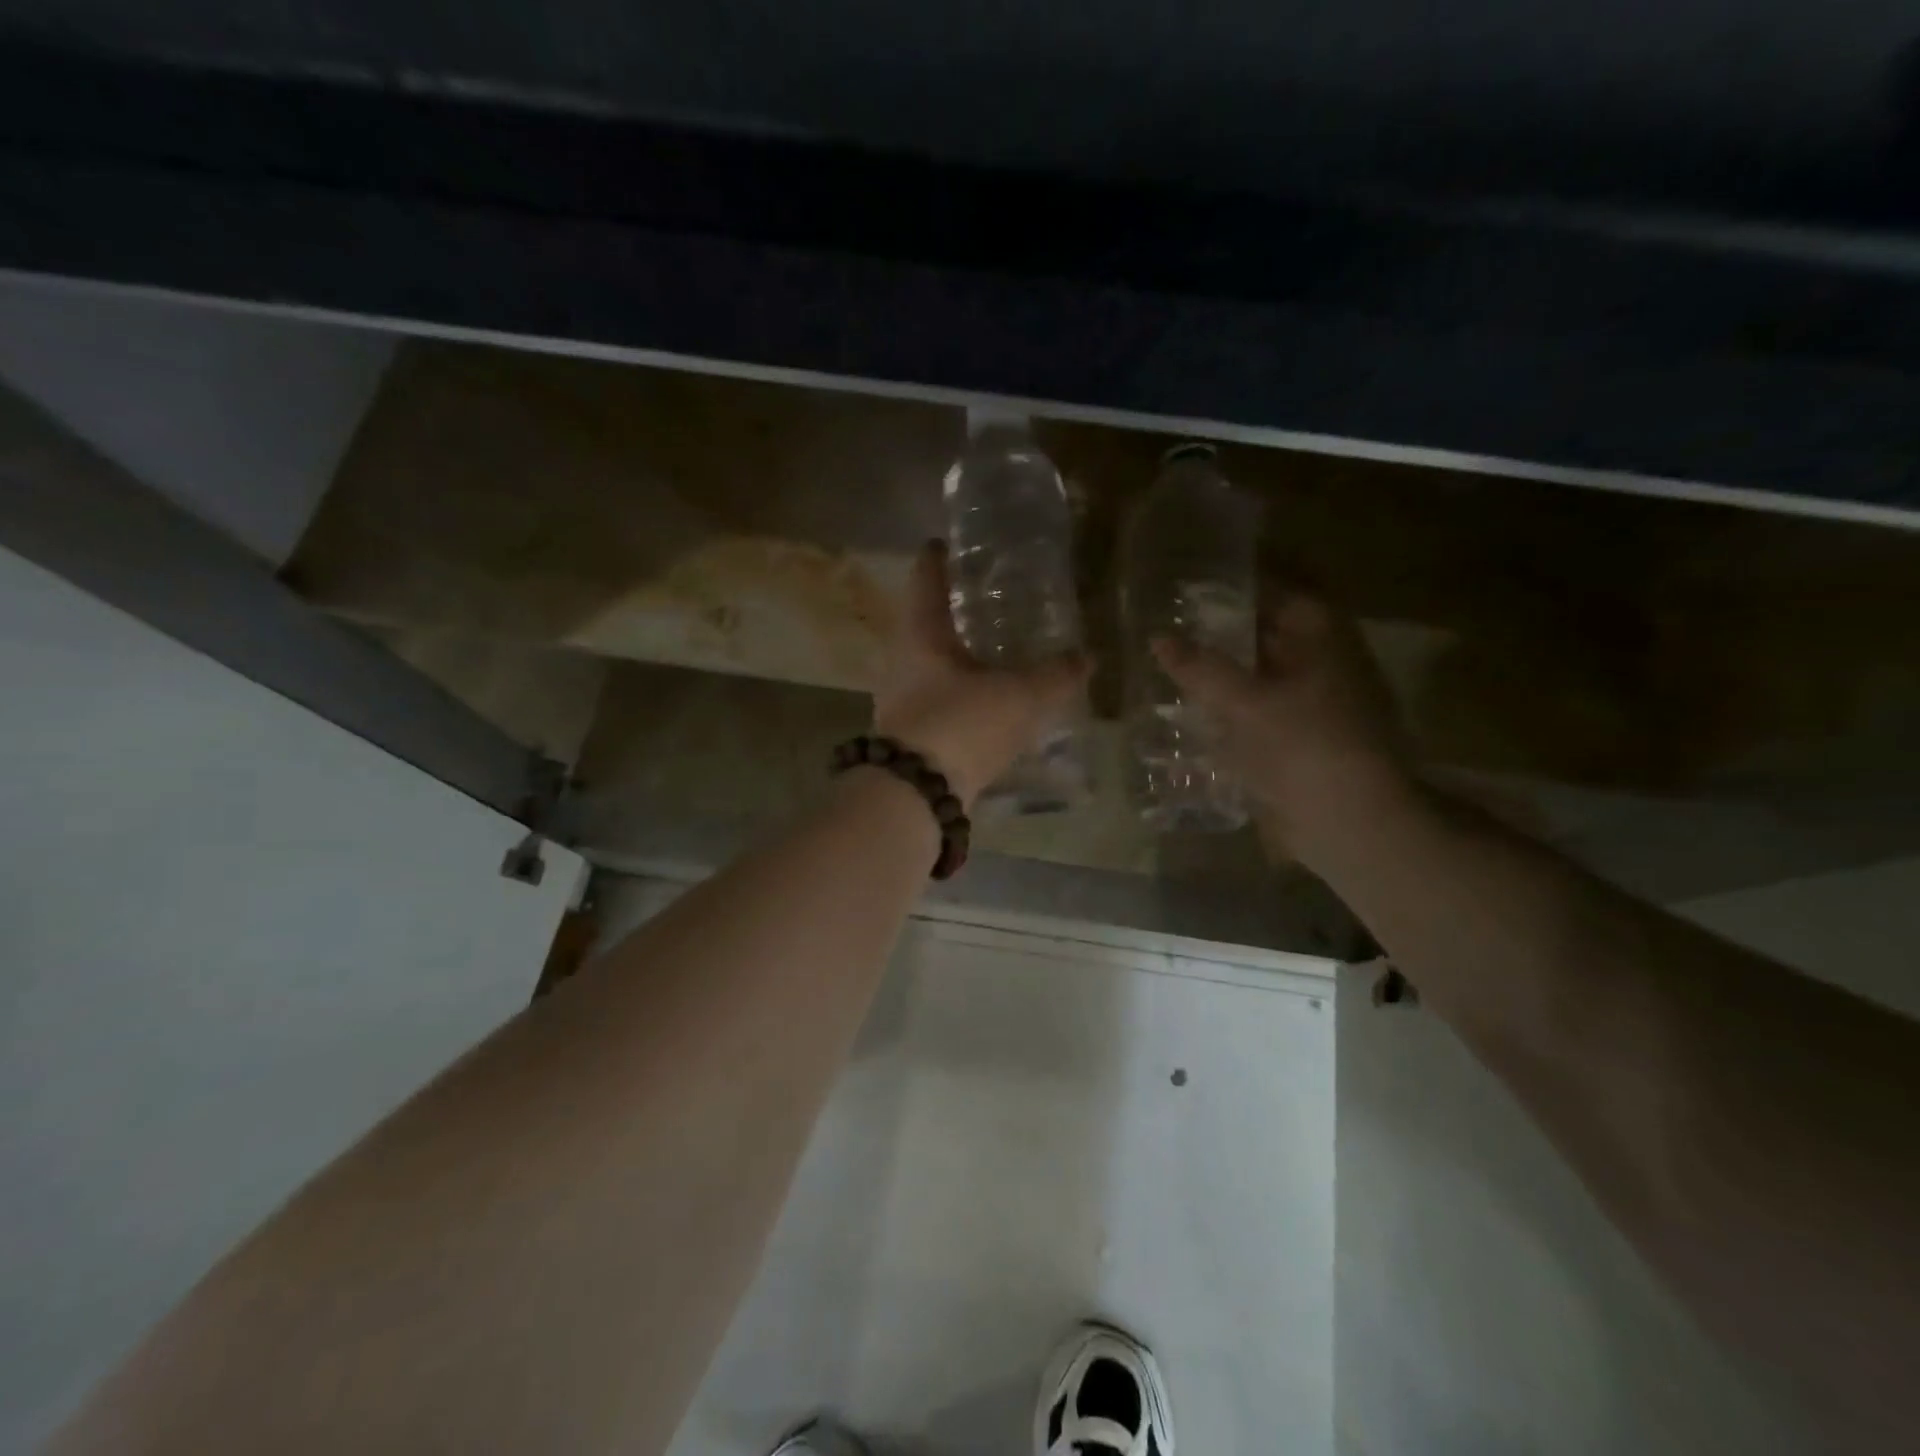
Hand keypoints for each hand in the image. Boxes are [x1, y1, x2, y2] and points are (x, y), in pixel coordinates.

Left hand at [873, 541, 1090, 807]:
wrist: (916, 795)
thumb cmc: (961, 725)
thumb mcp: (1018, 696)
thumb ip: (1054, 676)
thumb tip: (1086, 656)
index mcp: (921, 636)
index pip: (926, 582)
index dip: (936, 559)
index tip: (943, 543)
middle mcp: (902, 663)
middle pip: (923, 625)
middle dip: (950, 611)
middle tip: (982, 600)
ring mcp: (900, 702)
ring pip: (929, 666)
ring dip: (954, 657)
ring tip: (989, 653)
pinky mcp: (908, 736)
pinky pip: (937, 701)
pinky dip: (958, 693)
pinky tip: (984, 703)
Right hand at [1152, 592, 1415, 866]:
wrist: (1349, 823)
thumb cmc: (1304, 745)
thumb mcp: (1246, 701)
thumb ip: (1200, 667)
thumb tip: (1158, 639)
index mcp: (1322, 641)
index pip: (1281, 594)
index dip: (1241, 586)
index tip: (1196, 582)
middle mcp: (1322, 665)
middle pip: (1269, 635)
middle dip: (1225, 629)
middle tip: (1174, 621)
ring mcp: (1312, 705)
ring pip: (1261, 675)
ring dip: (1224, 670)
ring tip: (1174, 661)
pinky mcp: (1298, 741)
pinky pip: (1258, 712)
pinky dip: (1229, 707)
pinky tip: (1193, 709)